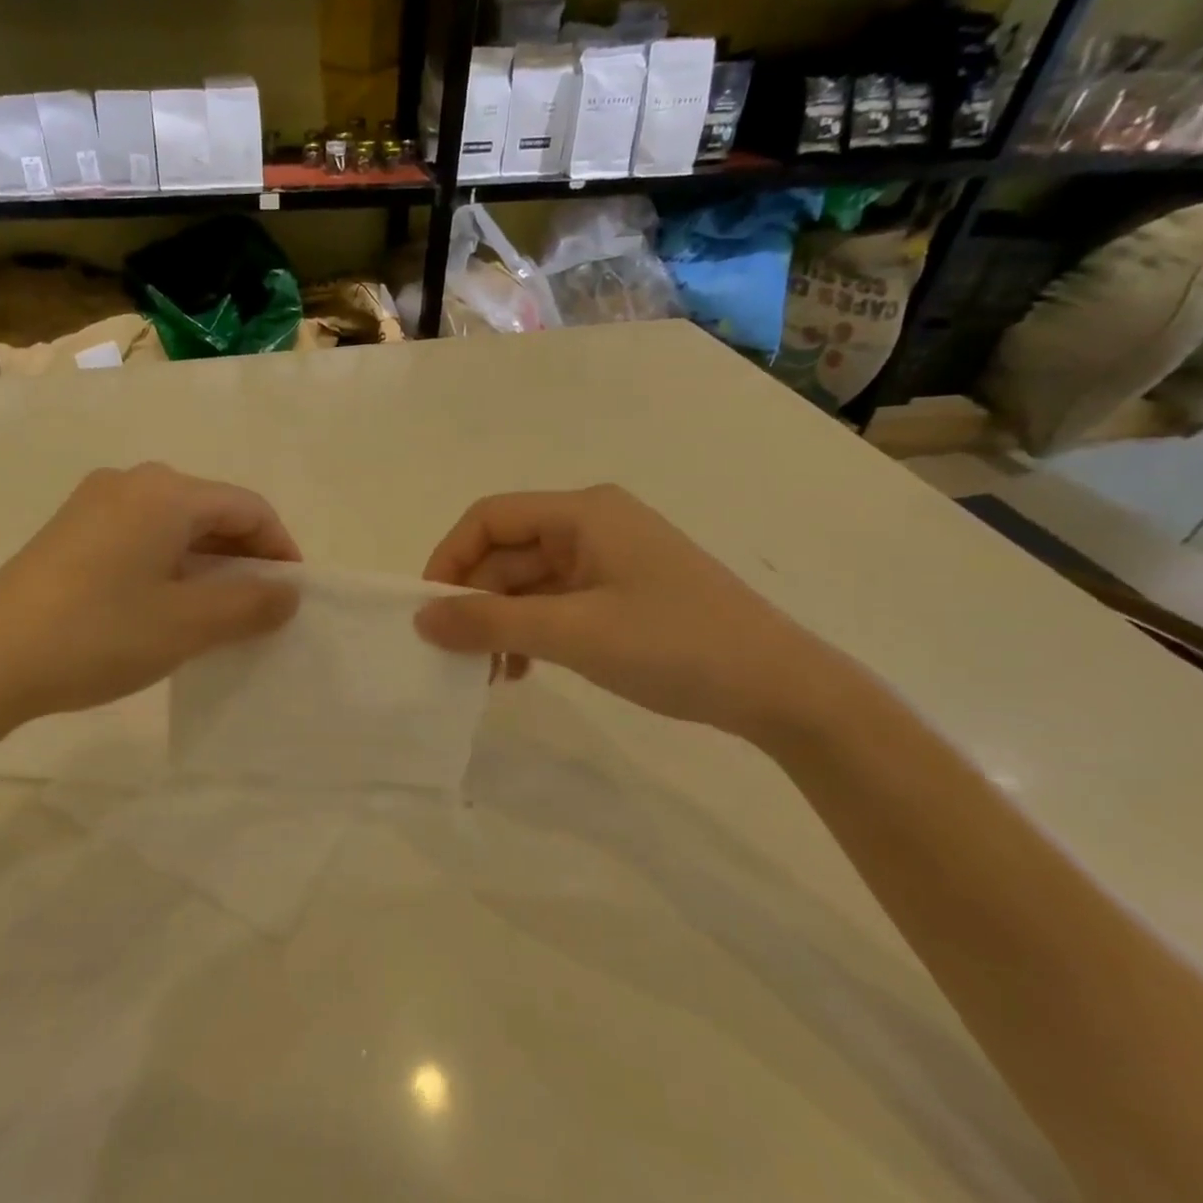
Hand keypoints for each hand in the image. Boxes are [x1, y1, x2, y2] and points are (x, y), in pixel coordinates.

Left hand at [0, 463, 300, 723]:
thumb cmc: (99, 634)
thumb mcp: (188, 624)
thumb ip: (250, 604)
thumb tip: (288, 592)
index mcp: (166, 492)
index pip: (248, 507)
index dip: (280, 548)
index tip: (292, 595)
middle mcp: (131, 482)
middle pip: (211, 510)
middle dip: (244, 557)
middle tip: (260, 608)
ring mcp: (94, 503)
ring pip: (174, 525)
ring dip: (207, 563)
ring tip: (218, 613)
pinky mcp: (70, 530)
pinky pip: (141, 536)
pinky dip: (170, 565)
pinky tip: (166, 605)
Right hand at [415, 485, 840, 740]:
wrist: (781, 689)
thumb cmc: (674, 645)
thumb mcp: (572, 633)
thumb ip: (490, 623)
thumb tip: (421, 619)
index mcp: (583, 513)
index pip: (489, 518)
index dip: (449, 559)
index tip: (429, 612)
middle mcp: (592, 526)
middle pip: (506, 553)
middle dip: (476, 603)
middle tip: (458, 657)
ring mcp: (609, 561)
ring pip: (528, 584)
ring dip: (501, 624)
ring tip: (491, 674)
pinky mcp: (620, 594)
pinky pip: (555, 604)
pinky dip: (531, 633)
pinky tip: (524, 672)